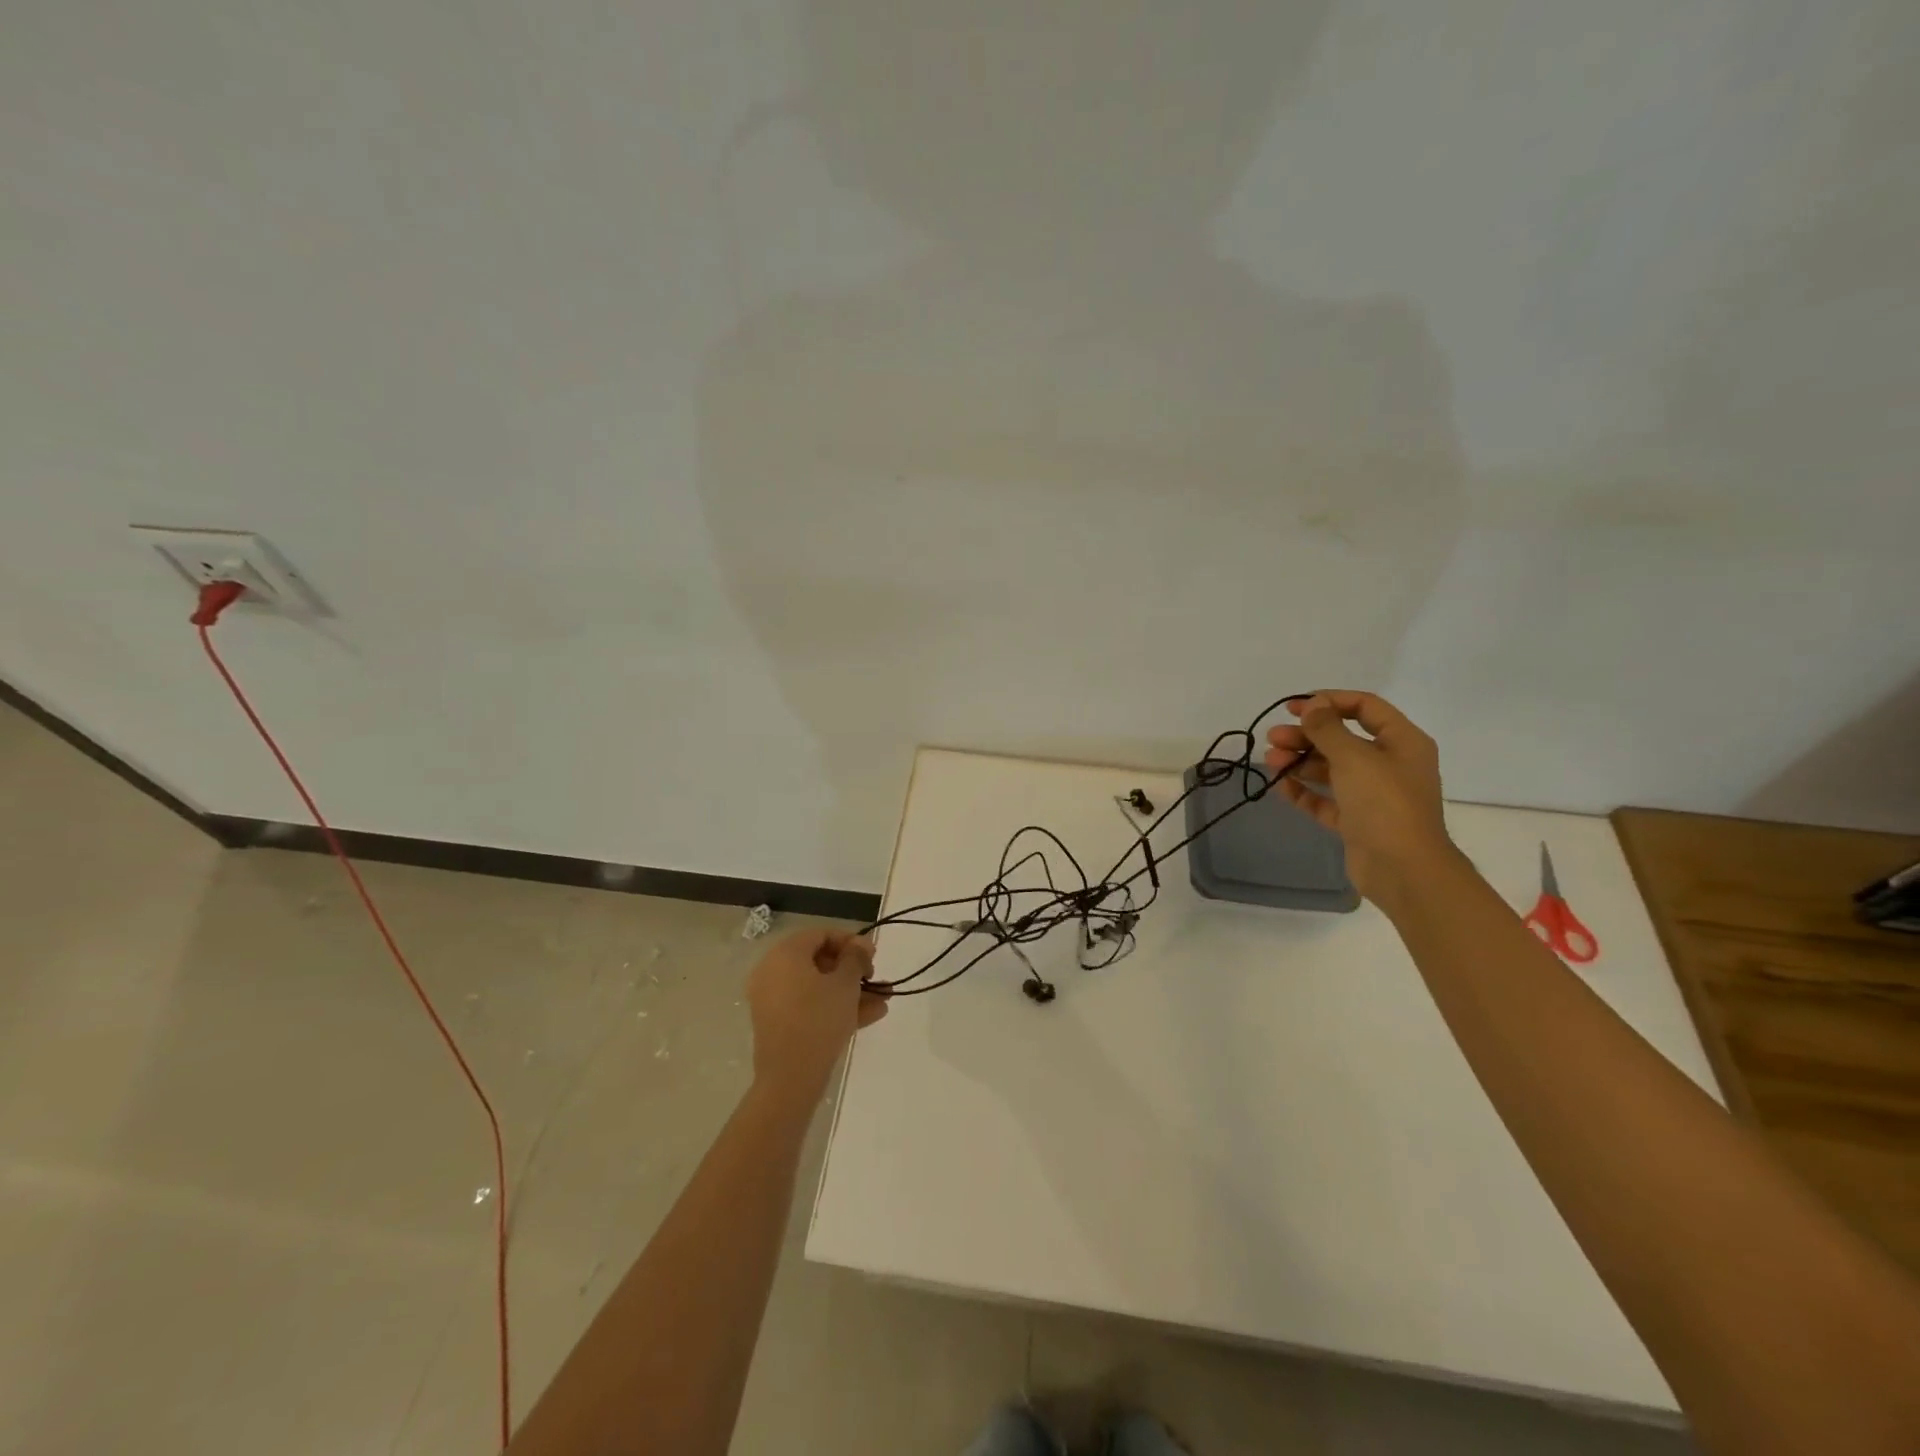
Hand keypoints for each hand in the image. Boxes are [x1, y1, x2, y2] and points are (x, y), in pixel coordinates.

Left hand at [746, 929, 888, 1100]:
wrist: (790, 1078)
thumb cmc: (819, 1019)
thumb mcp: (845, 984)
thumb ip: (856, 958)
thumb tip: (861, 943)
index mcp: (785, 954)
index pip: (821, 935)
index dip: (851, 942)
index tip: (873, 957)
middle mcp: (773, 971)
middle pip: (819, 961)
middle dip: (853, 970)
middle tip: (875, 978)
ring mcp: (773, 999)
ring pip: (817, 987)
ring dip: (850, 991)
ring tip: (884, 999)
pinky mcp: (778, 1024)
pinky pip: (809, 1006)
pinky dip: (834, 1007)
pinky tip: (870, 1015)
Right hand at [1263, 690, 1458, 907]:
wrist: (1403, 869)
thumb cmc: (1384, 803)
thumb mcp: (1354, 757)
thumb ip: (1327, 729)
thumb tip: (1312, 704)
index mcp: (1402, 742)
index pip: (1365, 707)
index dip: (1329, 701)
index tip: (1294, 707)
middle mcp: (1390, 764)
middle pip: (1343, 739)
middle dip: (1306, 736)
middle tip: (1274, 738)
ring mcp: (1373, 795)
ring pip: (1331, 769)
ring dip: (1300, 762)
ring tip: (1271, 762)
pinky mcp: (1357, 821)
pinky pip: (1326, 799)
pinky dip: (1304, 791)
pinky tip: (1280, 786)